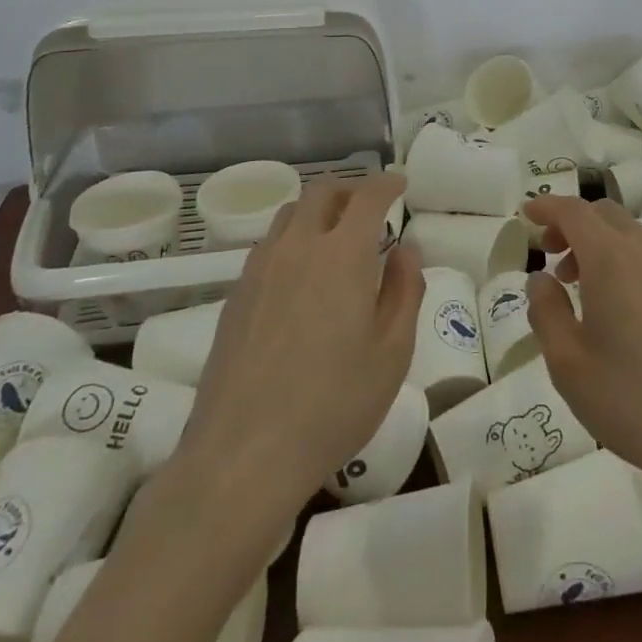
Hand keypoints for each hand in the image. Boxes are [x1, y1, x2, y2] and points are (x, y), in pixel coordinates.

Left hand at [182, 177, 422, 505]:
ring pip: (290, 214)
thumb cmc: (333, 405)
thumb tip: (405, 249)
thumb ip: (405, 290)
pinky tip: (301, 275)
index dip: (388, 184)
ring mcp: (260, 270)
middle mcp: (298, 248)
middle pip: (322, 192)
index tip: (401, 185)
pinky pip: (268, 245)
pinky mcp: (235, 296)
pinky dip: (292, 239)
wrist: (242, 456)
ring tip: (336, 237)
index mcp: (342, 255)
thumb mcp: (392, 352)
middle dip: (351, 189)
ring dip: (318, 211)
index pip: (368, 197)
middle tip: (371, 207)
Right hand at [523, 197, 641, 495]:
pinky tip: (613, 302)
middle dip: (571, 223)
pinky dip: (620, 257)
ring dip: (596, 241)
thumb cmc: (630, 398)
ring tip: (577, 284)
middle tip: (550, 255)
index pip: (574, 211)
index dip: (547, 206)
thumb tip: (541, 278)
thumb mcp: (567, 362)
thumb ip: (546, 311)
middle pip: (603, 213)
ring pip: (627, 231)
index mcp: (610, 257)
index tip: (526, 214)